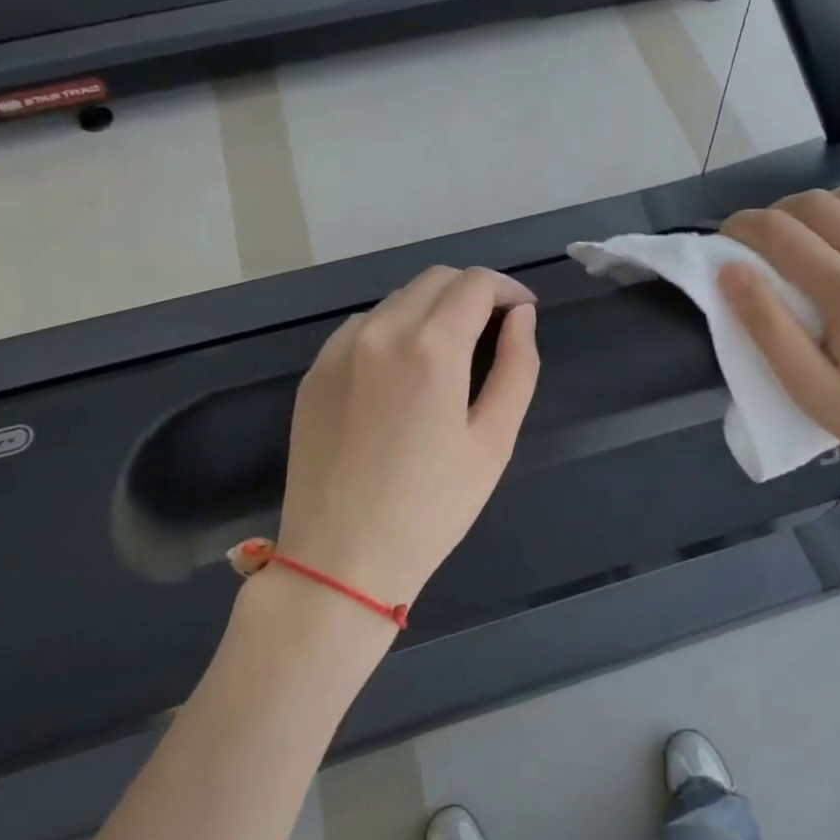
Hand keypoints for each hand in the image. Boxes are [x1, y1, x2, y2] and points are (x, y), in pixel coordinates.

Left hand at [274, 267, 539, 615]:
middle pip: (435, 279)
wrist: (340, 559)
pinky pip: (364, 327)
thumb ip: (517, 367)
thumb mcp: (493, 441)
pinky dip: (395, 328)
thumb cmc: (431, 507)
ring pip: (398, 299)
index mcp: (429, 346)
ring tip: (452, 352)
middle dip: (473, 291)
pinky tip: (404, 371)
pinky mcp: (315, 372)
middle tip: (495, 329)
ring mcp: (338, 349)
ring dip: (433, 308)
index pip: (475, 283)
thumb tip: (521, 318)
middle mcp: (379, 331)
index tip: (524, 313)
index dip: (508, 290)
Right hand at [719, 186, 839, 486]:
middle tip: (764, 239)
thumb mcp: (808, 388)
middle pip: (820, 204)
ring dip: (829, 204)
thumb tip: (730, 270)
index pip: (781, 232)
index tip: (729, 237)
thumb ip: (767, 327)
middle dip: (779, 213)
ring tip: (814, 230)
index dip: (744, 226)